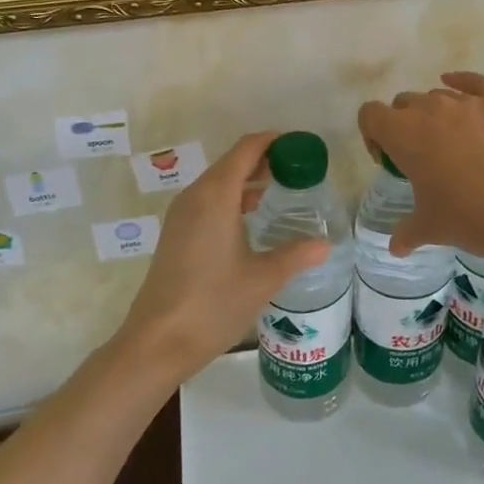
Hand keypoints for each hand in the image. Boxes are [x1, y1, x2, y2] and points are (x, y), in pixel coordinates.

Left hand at [113, 131, 331, 384]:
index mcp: (216, 196)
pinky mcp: (176, 234)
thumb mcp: (263, 279)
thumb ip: (296, 255)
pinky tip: (251, 218)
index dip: (273, 141)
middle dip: (264, 159)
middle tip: (298, 169)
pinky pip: (207, 201)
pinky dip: (231, 197)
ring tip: (280, 190)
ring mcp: (181, 215)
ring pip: (217, 182)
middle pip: (231, 162)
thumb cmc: (213, 304)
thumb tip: (325, 244)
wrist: (157, 341)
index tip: (301, 146)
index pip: (246, 149)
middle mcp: (195, 196)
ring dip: (247, 179)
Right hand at [357, 72, 483, 260]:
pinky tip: (461, 88)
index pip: (370, 115)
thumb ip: (407, 233)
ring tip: (453, 143)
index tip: (388, 160)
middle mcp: (430, 109)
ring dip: (435, 113)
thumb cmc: (471, 216)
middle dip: (404, 124)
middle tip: (421, 157)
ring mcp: (467, 102)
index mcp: (404, 135)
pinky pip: (473, 82)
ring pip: (438, 95)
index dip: (373, 135)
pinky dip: (462, 82)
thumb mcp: (432, 229)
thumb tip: (395, 247)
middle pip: (403, 103)